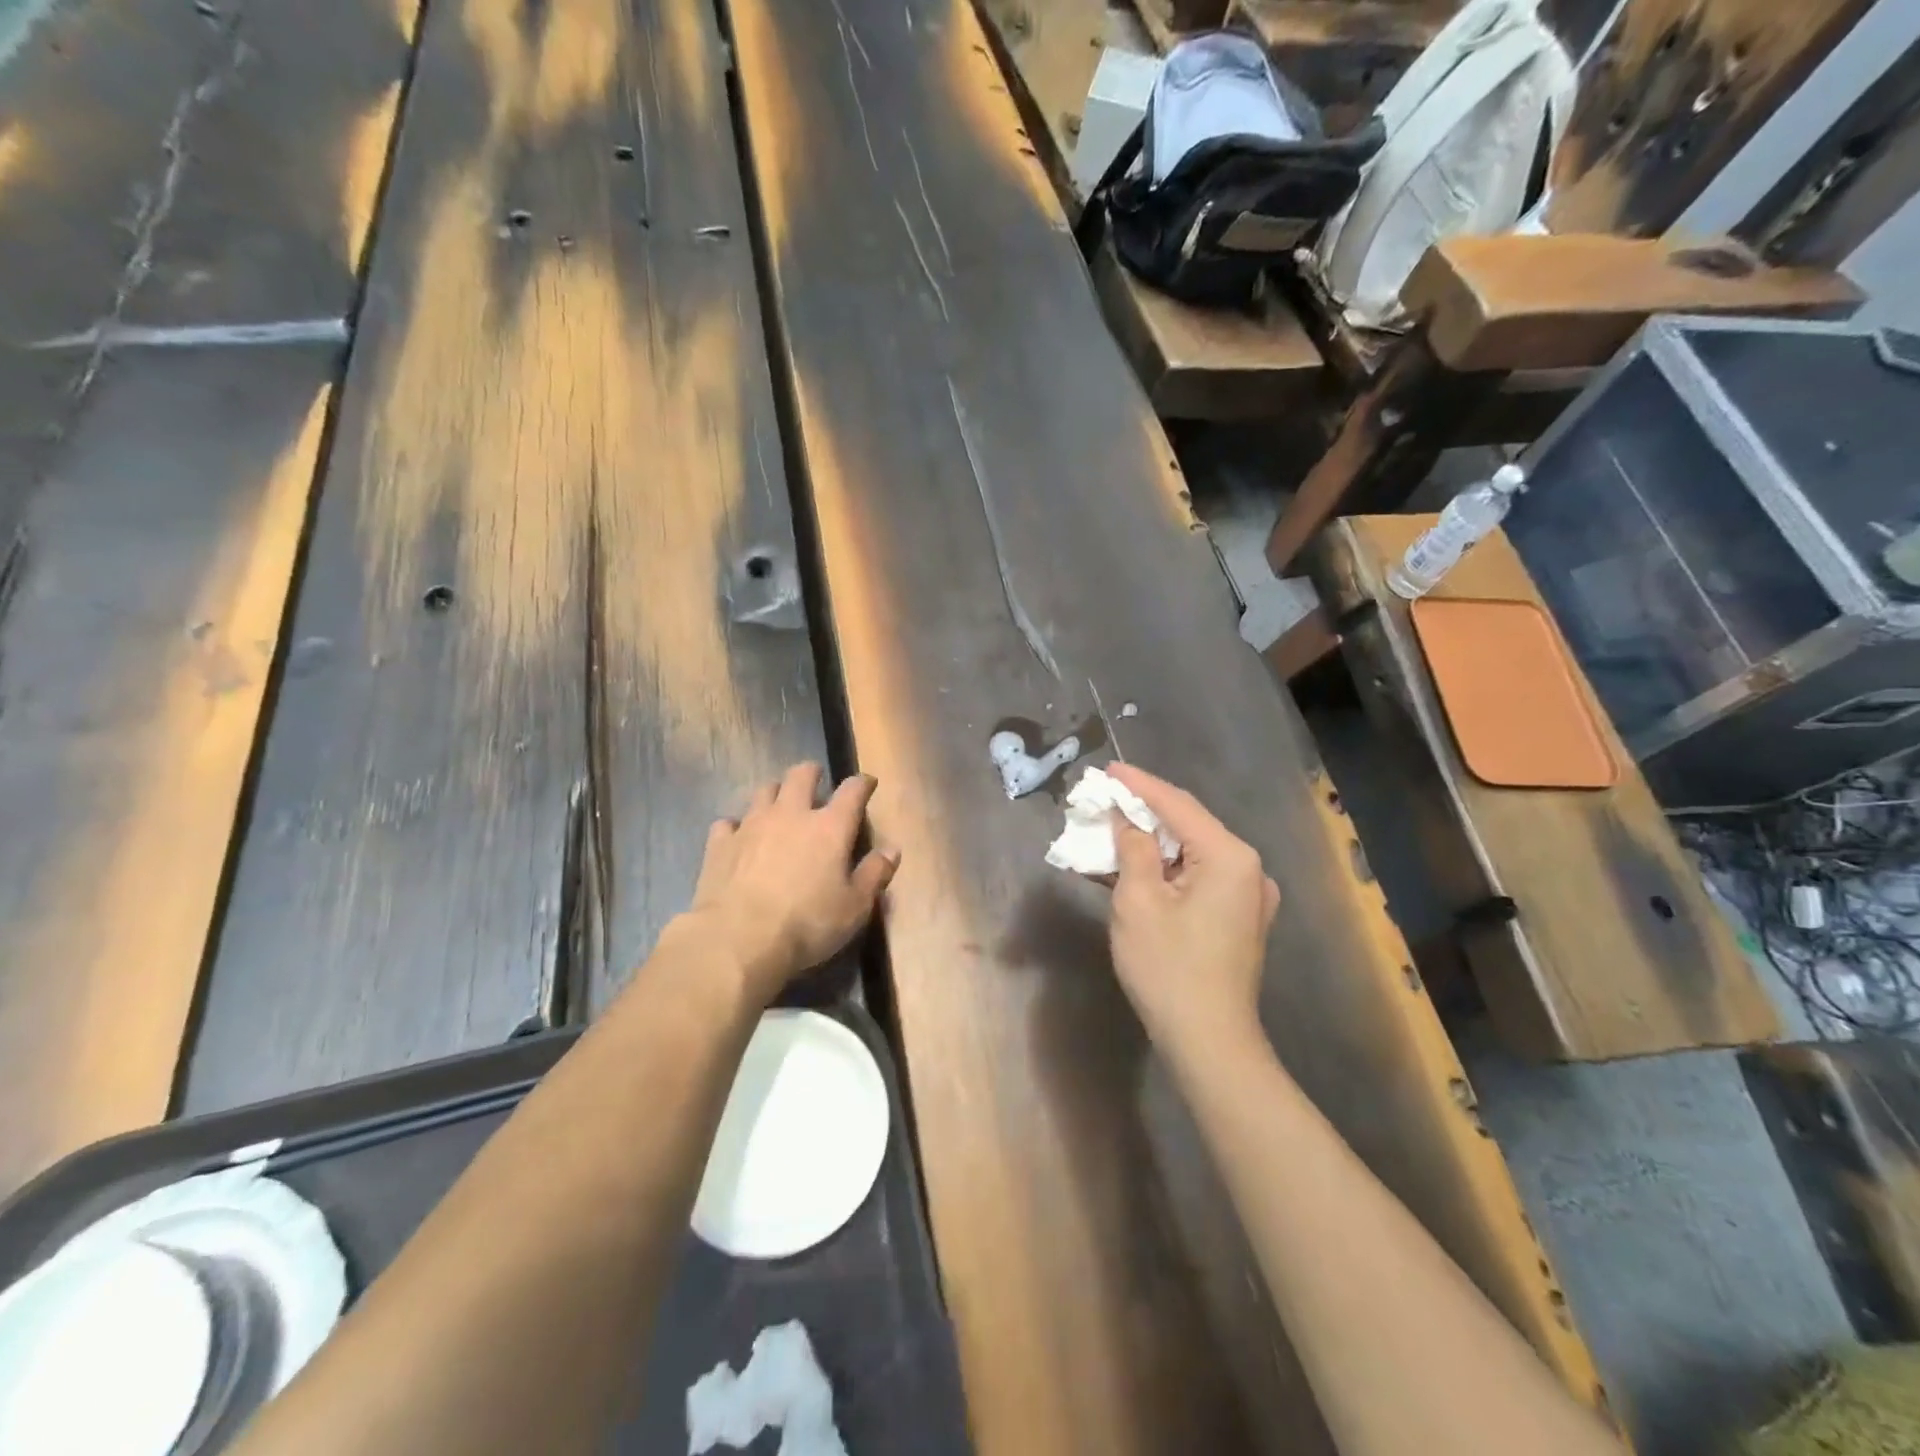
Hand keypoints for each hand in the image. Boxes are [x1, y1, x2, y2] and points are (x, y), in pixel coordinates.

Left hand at [685, 762, 898, 999]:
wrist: (738, 940)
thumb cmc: (807, 924)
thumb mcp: (855, 907)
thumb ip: (875, 874)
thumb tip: (892, 849)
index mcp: (830, 828)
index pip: (852, 791)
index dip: (862, 783)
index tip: (867, 782)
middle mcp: (791, 815)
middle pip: (801, 776)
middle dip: (811, 773)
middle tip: (816, 780)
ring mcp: (752, 825)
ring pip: (763, 791)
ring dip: (775, 793)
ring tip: (779, 804)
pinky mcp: (720, 844)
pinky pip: (728, 823)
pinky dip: (737, 826)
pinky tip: (739, 837)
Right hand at [1106, 764, 1279, 1057]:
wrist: (1209, 1042)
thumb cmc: (1169, 967)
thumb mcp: (1138, 901)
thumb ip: (1132, 849)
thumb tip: (1125, 820)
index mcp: (1230, 857)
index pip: (1177, 805)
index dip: (1138, 785)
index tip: (1107, 769)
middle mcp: (1248, 868)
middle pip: (1187, 826)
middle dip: (1143, 812)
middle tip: (1104, 798)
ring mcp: (1247, 896)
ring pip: (1190, 853)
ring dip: (1150, 843)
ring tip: (1110, 828)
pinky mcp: (1238, 918)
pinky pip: (1196, 878)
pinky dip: (1164, 870)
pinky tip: (1131, 867)